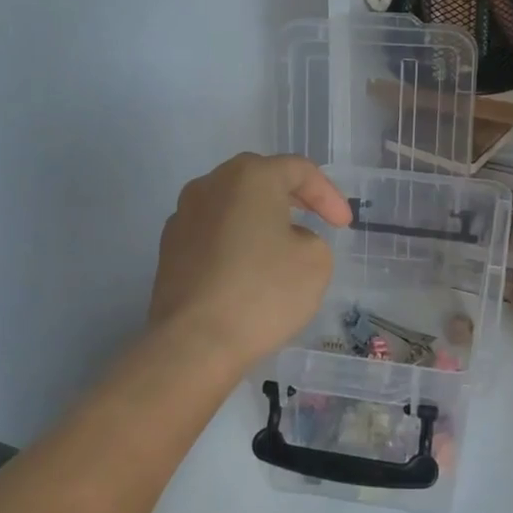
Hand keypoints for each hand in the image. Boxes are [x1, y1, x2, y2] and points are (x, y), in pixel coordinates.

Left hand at [149, 153, 351, 372]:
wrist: (194, 342)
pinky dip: (235, 241)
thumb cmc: (263, 293)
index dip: (328, 195)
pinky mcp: (169, 248)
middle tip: (315, 219)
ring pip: (232, 205)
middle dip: (292, 197)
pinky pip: (212, 232)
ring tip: (280, 245)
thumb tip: (284, 239)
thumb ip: (311, 237)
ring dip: (259, 218)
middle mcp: (211, 185)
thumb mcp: (316, 261)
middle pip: (260, 179)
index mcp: (250, 177)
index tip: (343, 226)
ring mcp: (183, 215)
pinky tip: (247, 270)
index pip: (299, 170)